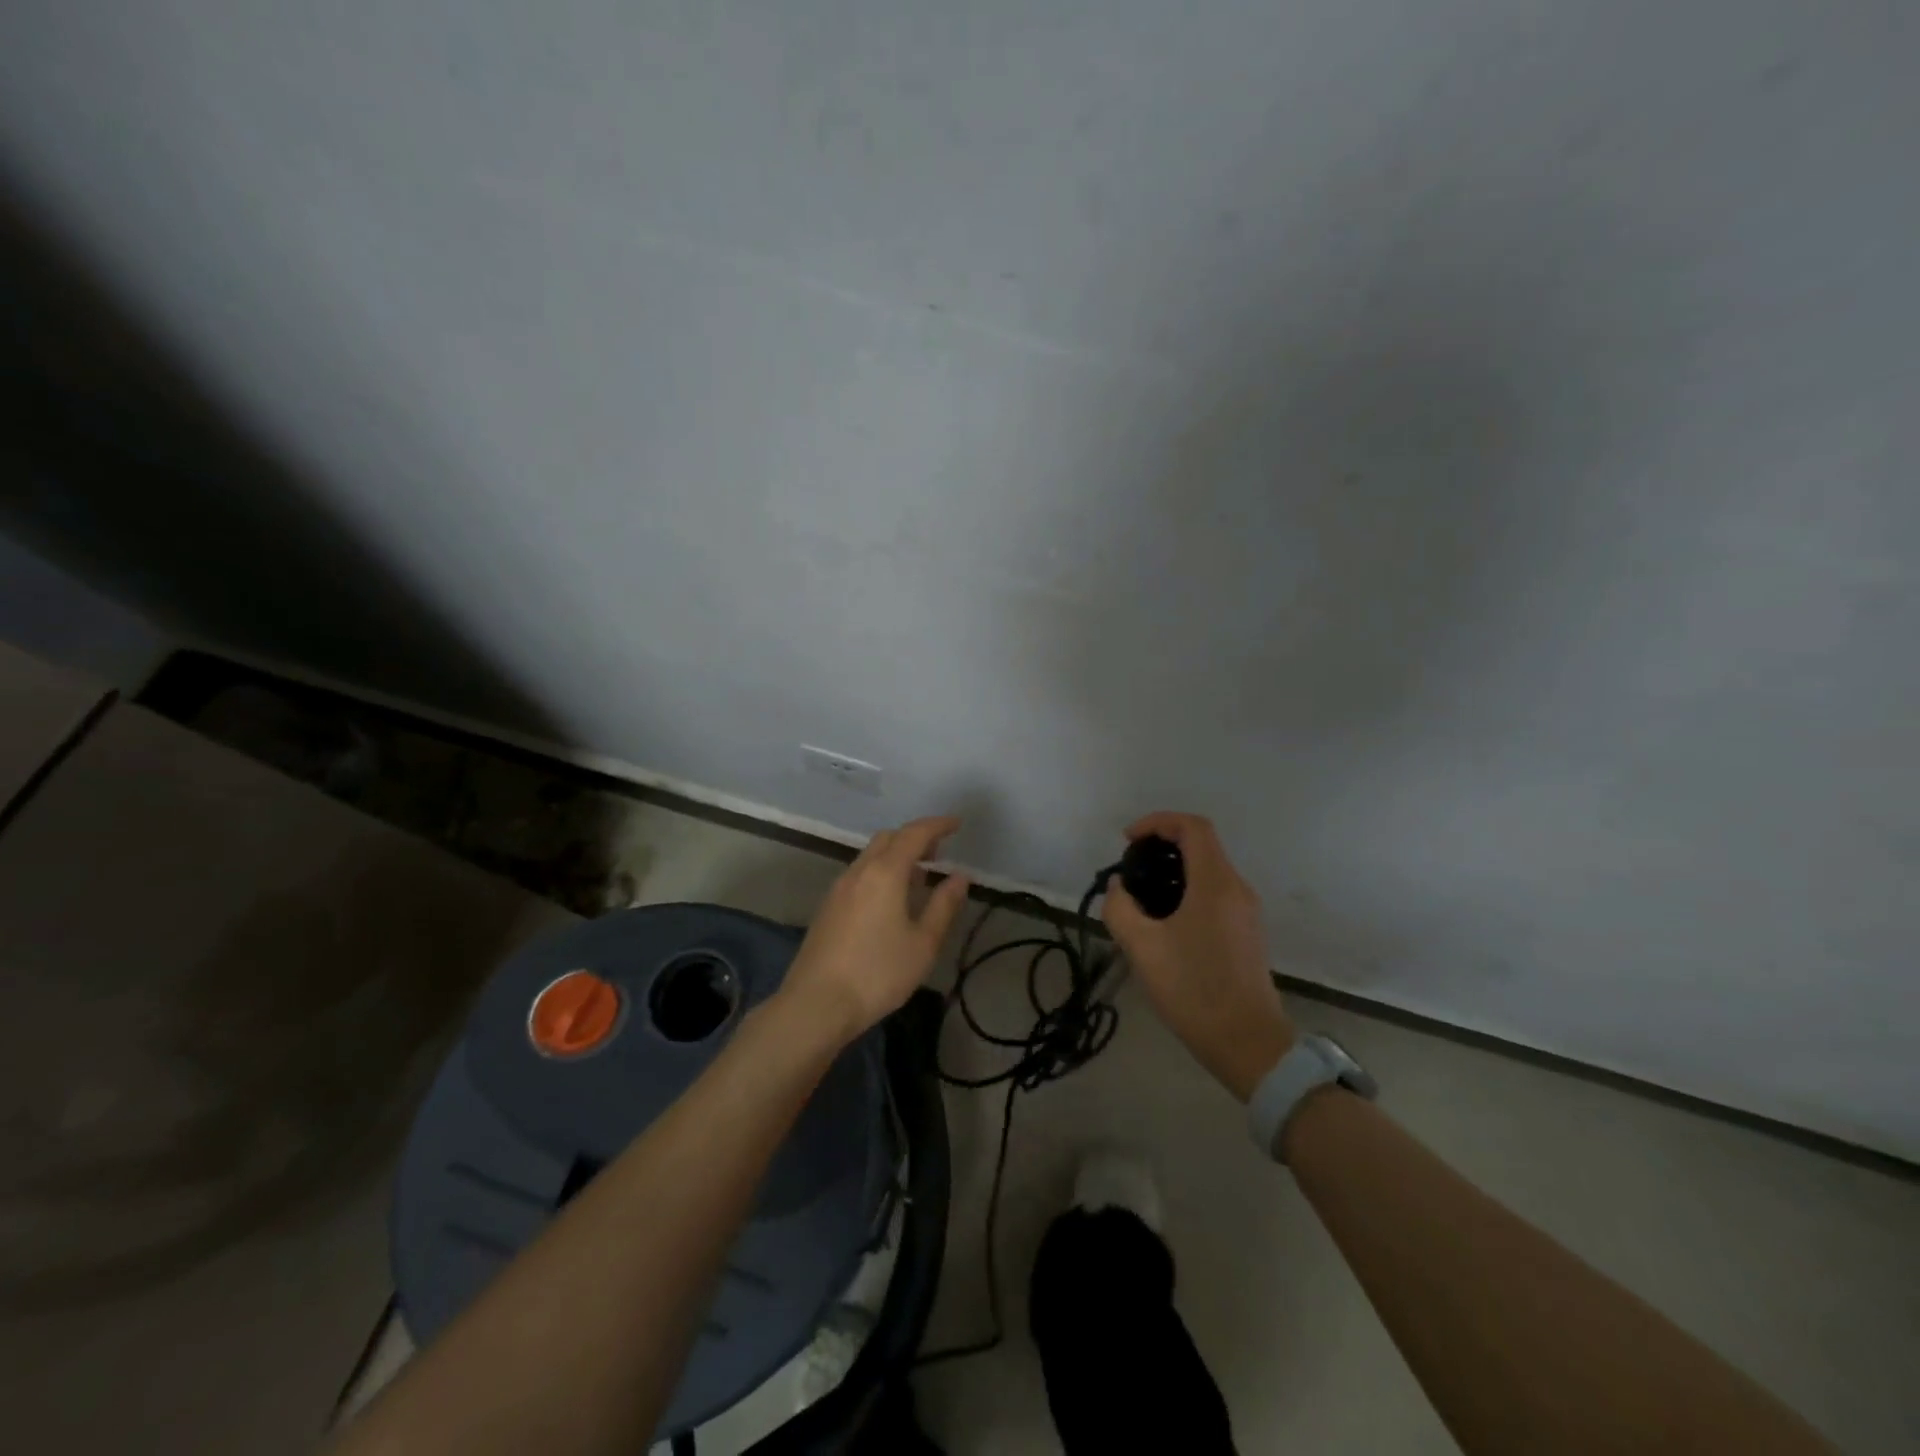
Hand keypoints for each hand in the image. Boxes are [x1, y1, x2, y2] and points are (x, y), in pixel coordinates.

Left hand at [777, 815, 971, 1045]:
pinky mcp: (828, 907)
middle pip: (888, 838)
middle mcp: (859, 871)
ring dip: (896, 855)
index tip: (956, 824)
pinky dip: (881, 871)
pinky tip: (890, 899)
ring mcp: (839, 888)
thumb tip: (960, 877)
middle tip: (938, 852)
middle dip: (915, 837)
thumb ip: (944, 905)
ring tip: (918, 876)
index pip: (914, 834)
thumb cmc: (878, 973)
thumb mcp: (923, 943)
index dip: (937, 825)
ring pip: (871, 855)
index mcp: (885, 872)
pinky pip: (860, 873)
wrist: (816, 1004)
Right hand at [1103, 812, 1296, 1100]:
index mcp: (1215, 883)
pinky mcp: (1246, 934)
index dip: (1158, 822)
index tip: (1128, 841)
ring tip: (1142, 897)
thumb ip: (1120, 908)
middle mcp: (1237, 889)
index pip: (1192, 827)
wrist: (1247, 1043)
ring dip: (1175, 870)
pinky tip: (1165, 923)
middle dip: (1163, 845)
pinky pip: (1215, 895)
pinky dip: (1188, 891)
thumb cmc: (1193, 989)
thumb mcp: (1142, 947)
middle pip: (1202, 845)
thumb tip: (1120, 888)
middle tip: (1131, 868)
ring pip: (1209, 871)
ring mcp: (1246, 912)